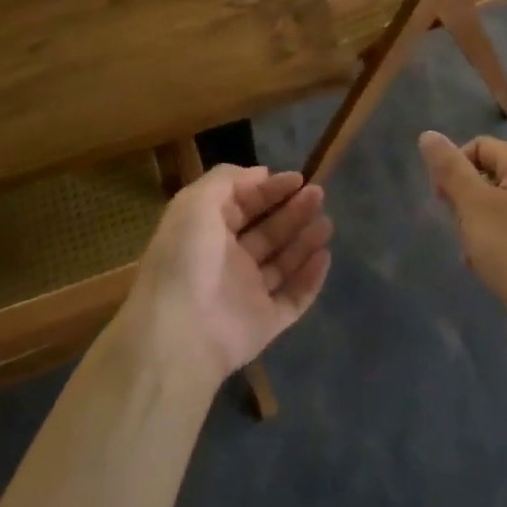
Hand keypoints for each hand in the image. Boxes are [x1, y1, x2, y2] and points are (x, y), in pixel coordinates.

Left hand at [124, 165, 332, 385]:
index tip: (298, 179)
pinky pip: (294, 298)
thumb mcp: (196, 202)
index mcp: (206, 233)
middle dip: (293, 211)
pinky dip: (310, 278)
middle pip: (267, 232)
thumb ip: (227, 180)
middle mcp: (227, 262)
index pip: (243, 205)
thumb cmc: (186, 258)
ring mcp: (247, 294)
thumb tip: (261, 174)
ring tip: (326, 223)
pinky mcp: (265, 323)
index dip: (269, 190)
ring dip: (305, 241)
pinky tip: (325, 256)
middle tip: (319, 195)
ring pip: (283, 263)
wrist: (180, 333)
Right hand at [418, 132, 506, 333]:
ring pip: (496, 206)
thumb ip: (449, 168)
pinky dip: (493, 242)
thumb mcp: (473, 205)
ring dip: (475, 225)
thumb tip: (428, 135)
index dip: (454, 169)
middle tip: (461, 229)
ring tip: (474, 252)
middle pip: (487, 176)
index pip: (478, 147)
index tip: (442, 201)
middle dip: (465, 201)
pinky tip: (487, 266)